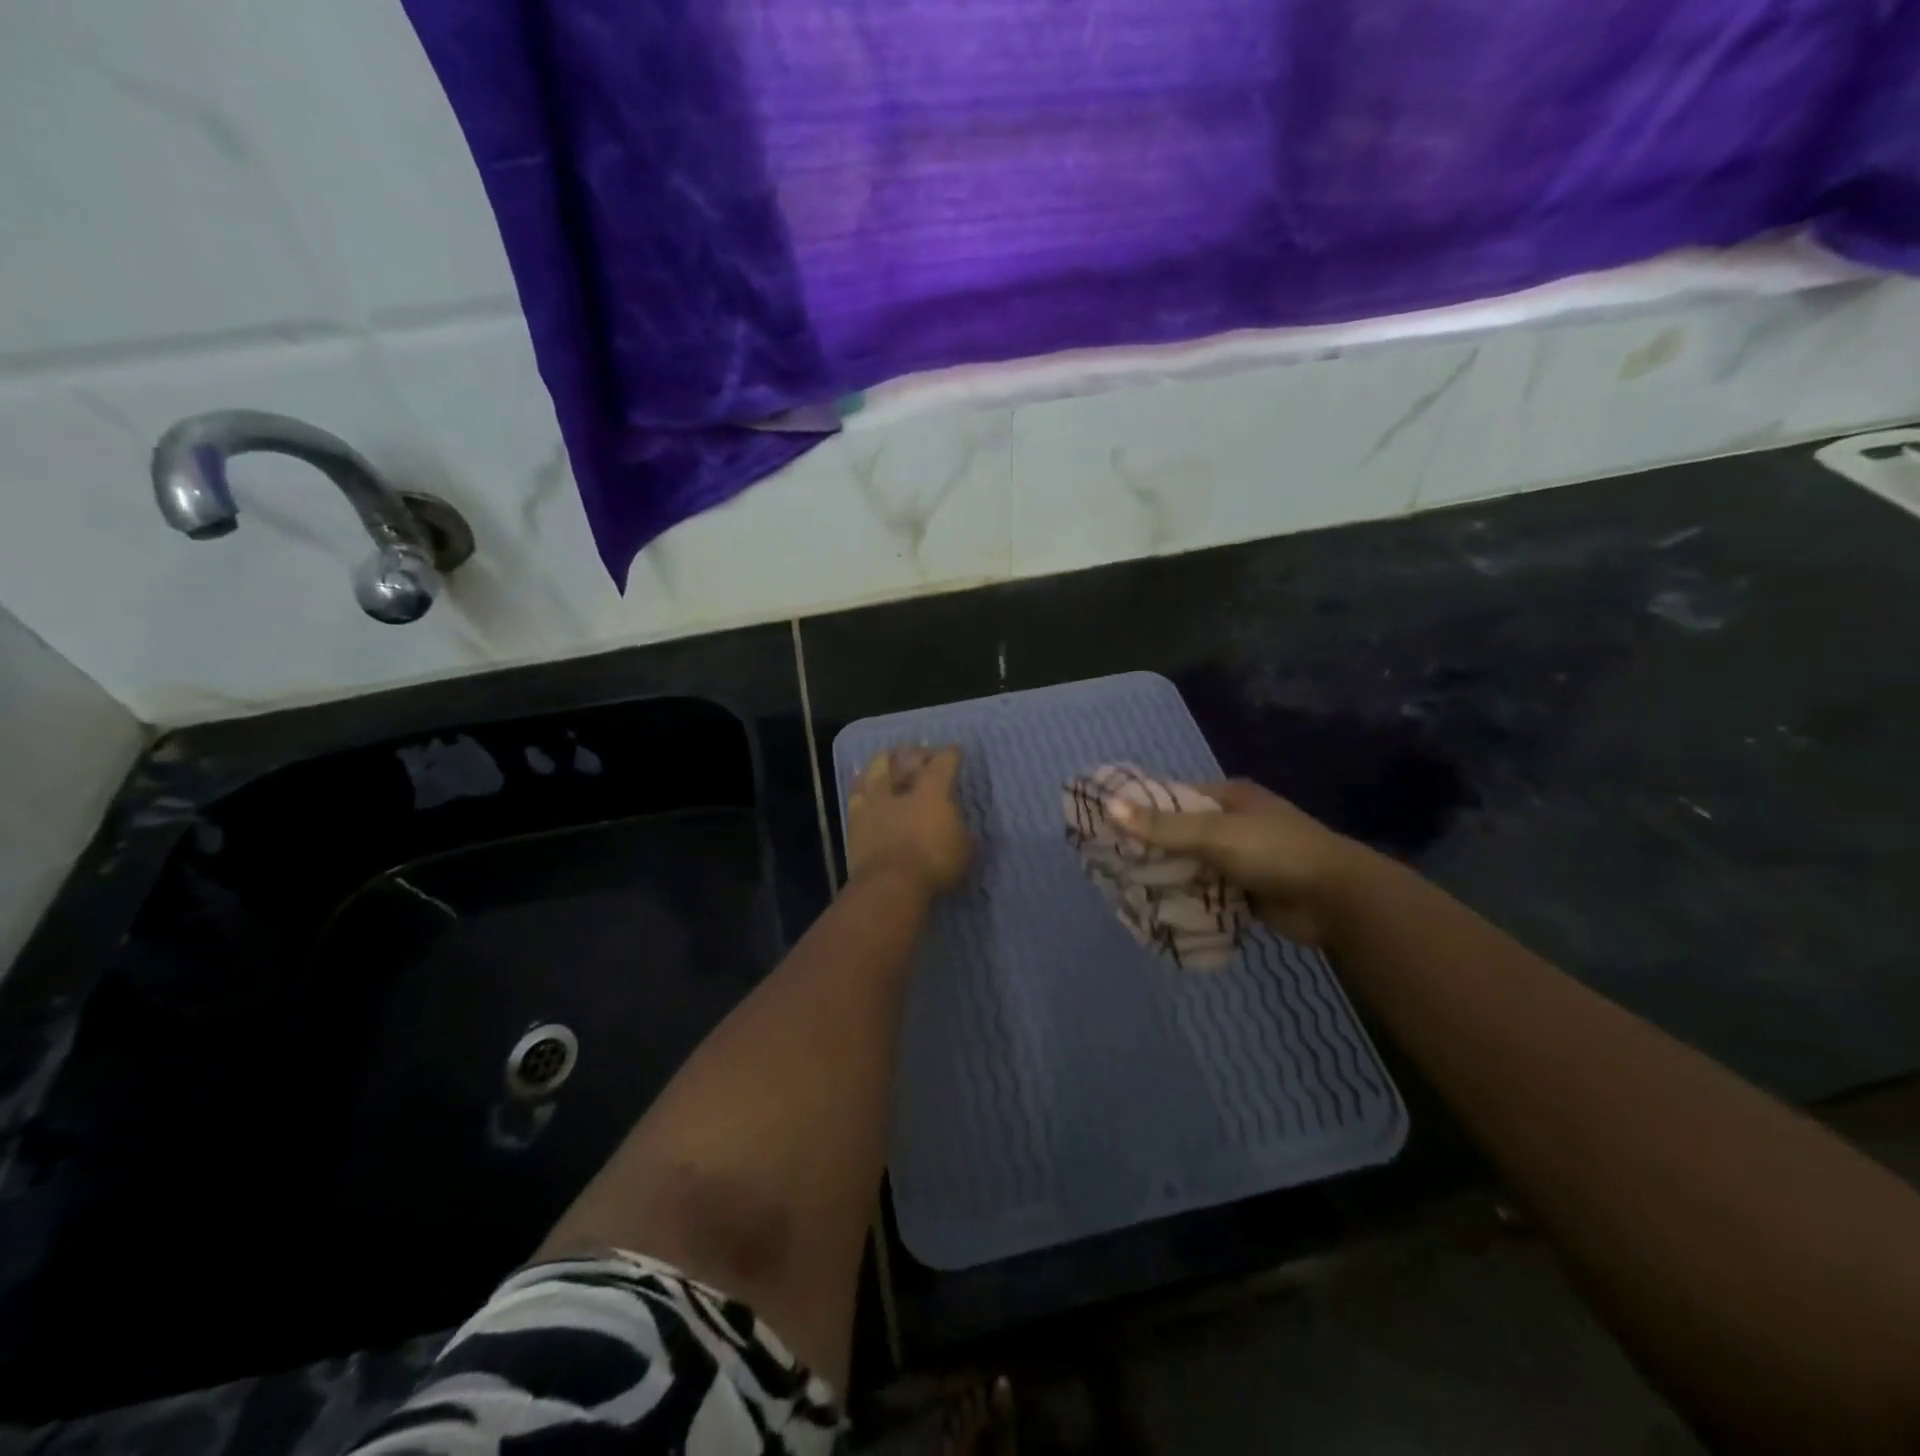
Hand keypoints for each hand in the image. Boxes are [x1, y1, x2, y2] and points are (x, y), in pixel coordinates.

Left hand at [845, 746, 971, 895]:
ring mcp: (874, 801)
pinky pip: (856, 792)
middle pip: (907, 758)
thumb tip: (956, 826)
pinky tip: (863, 784)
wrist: (889, 884)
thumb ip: (959, 831)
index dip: (952, 754)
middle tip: (922, 754)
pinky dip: (861, 784)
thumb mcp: (963, 849)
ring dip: (884, 761)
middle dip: (917, 753)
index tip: (956, 750)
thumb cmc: (933, 864)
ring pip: (876, 768)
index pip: (944, 762)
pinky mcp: (854, 819)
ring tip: (887, 759)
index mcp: (932, 790)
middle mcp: (901, 787)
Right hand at [1108, 779, 1370, 946]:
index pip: (1173, 797)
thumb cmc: (1275, 852)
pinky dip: (1187, 899)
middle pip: (1180, 832)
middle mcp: (1234, 823)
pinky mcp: (1248, 891)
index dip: (1140, 808)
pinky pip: (1207, 892)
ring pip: (1192, 864)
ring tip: (1124, 888)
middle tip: (1109, 862)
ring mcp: (1243, 858)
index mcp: (1229, 797)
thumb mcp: (1214, 834)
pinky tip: (1158, 909)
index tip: (1105, 823)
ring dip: (1167, 876)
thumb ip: (1162, 826)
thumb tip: (1108, 807)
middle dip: (1150, 848)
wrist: (1338, 900)